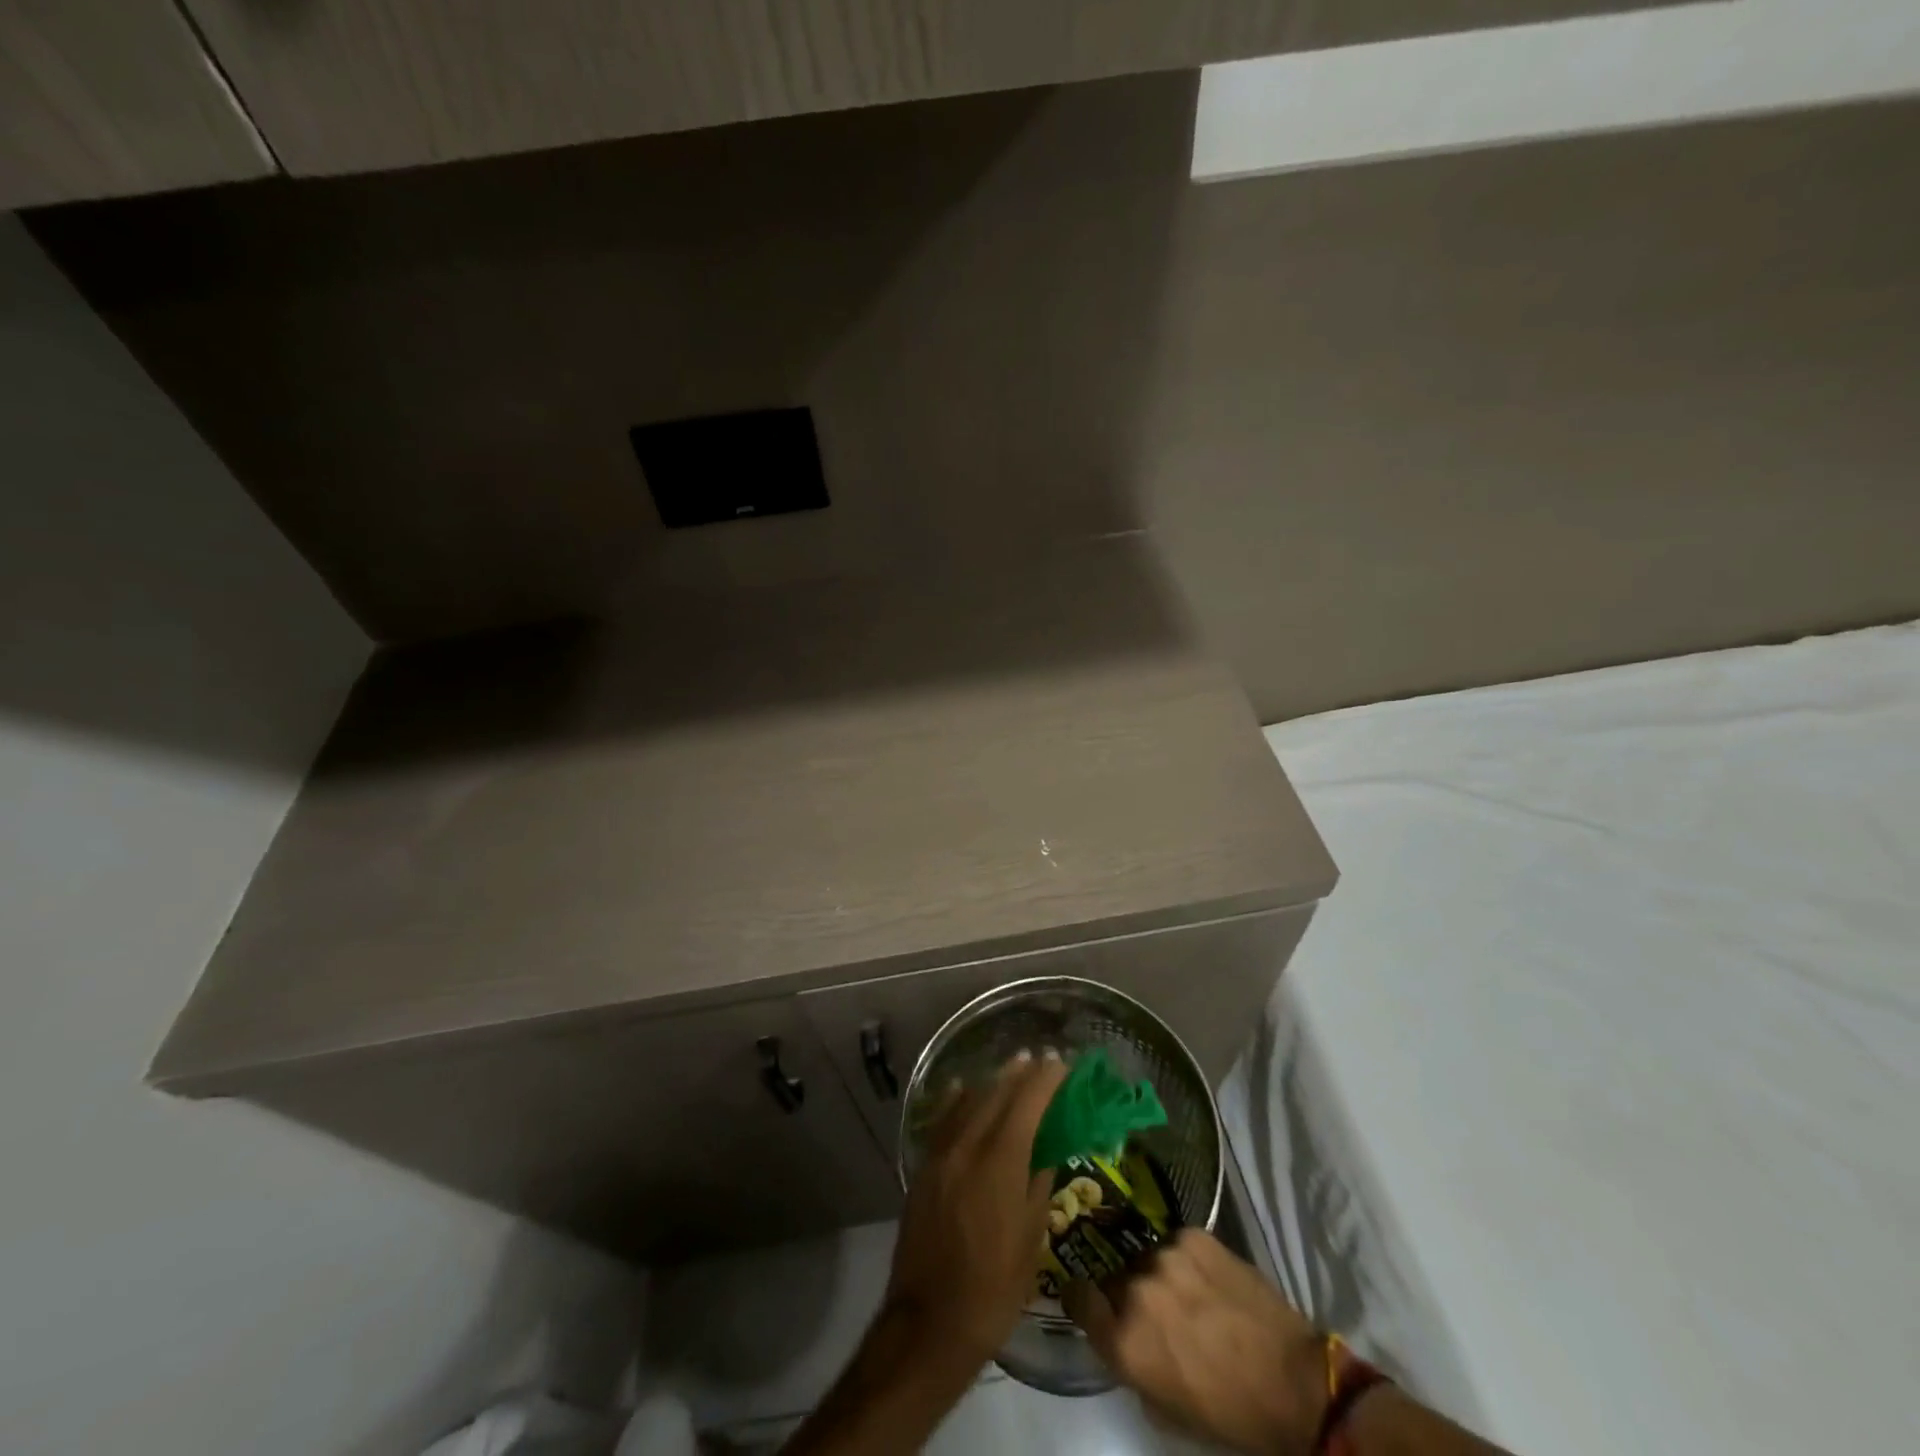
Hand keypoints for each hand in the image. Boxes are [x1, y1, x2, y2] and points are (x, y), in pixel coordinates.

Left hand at [885, 1050, 1069, 1367]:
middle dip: (1020, 1075)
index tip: (1060, 1064)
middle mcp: (968, 1147)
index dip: (1045, 1081)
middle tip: (1040, 1059)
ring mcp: (940, 1156)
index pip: (1026, 1105)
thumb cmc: (993, 1289)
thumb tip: (1045, 1153)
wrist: (930, 1323)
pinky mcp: (923, 1169)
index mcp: (1000, 1163)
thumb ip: (1038, 1187)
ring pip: (968, 1102)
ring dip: (992, 1083)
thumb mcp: (1031, 1241)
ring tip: (1011, 1068)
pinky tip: (961, 1089)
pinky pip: (942, 1120)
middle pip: (996, 1096)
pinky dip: (956, 1100)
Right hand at [1065, 1230, 1326, 1455]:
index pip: (1076, 1296)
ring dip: (1159, 1274)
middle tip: (1157, 1310)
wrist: (1295, 1384)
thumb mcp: (1165, 1408)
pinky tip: (1208, 1279)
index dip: (1081, 1297)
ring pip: (1147, 1257)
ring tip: (1189, 1294)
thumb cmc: (1229, 1413)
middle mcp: (1136, 1290)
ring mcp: (1165, 1256)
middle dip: (1128, 1292)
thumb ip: (1131, 1363)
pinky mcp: (1193, 1235)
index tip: (1089, 1298)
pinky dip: (1186, 1259)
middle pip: (1115, 1278)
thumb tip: (1120, 1334)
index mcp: (1124, 1340)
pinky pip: (1175, 1242)